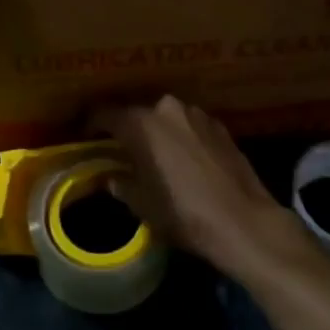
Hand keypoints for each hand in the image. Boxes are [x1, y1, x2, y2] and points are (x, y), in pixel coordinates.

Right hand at [93, 96, 308, 281]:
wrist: (244, 221)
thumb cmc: (184, 214)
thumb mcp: (143, 205)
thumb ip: (121, 184)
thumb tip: (109, 177)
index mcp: (142, 123)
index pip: (106, 114)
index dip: (91, 124)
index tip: (85, 136)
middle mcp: (167, 108)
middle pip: (138, 113)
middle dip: (127, 129)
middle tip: (120, 149)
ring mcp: (197, 114)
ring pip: (166, 118)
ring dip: (157, 132)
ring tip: (154, 155)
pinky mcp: (220, 126)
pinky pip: (190, 126)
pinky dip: (181, 137)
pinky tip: (184, 160)